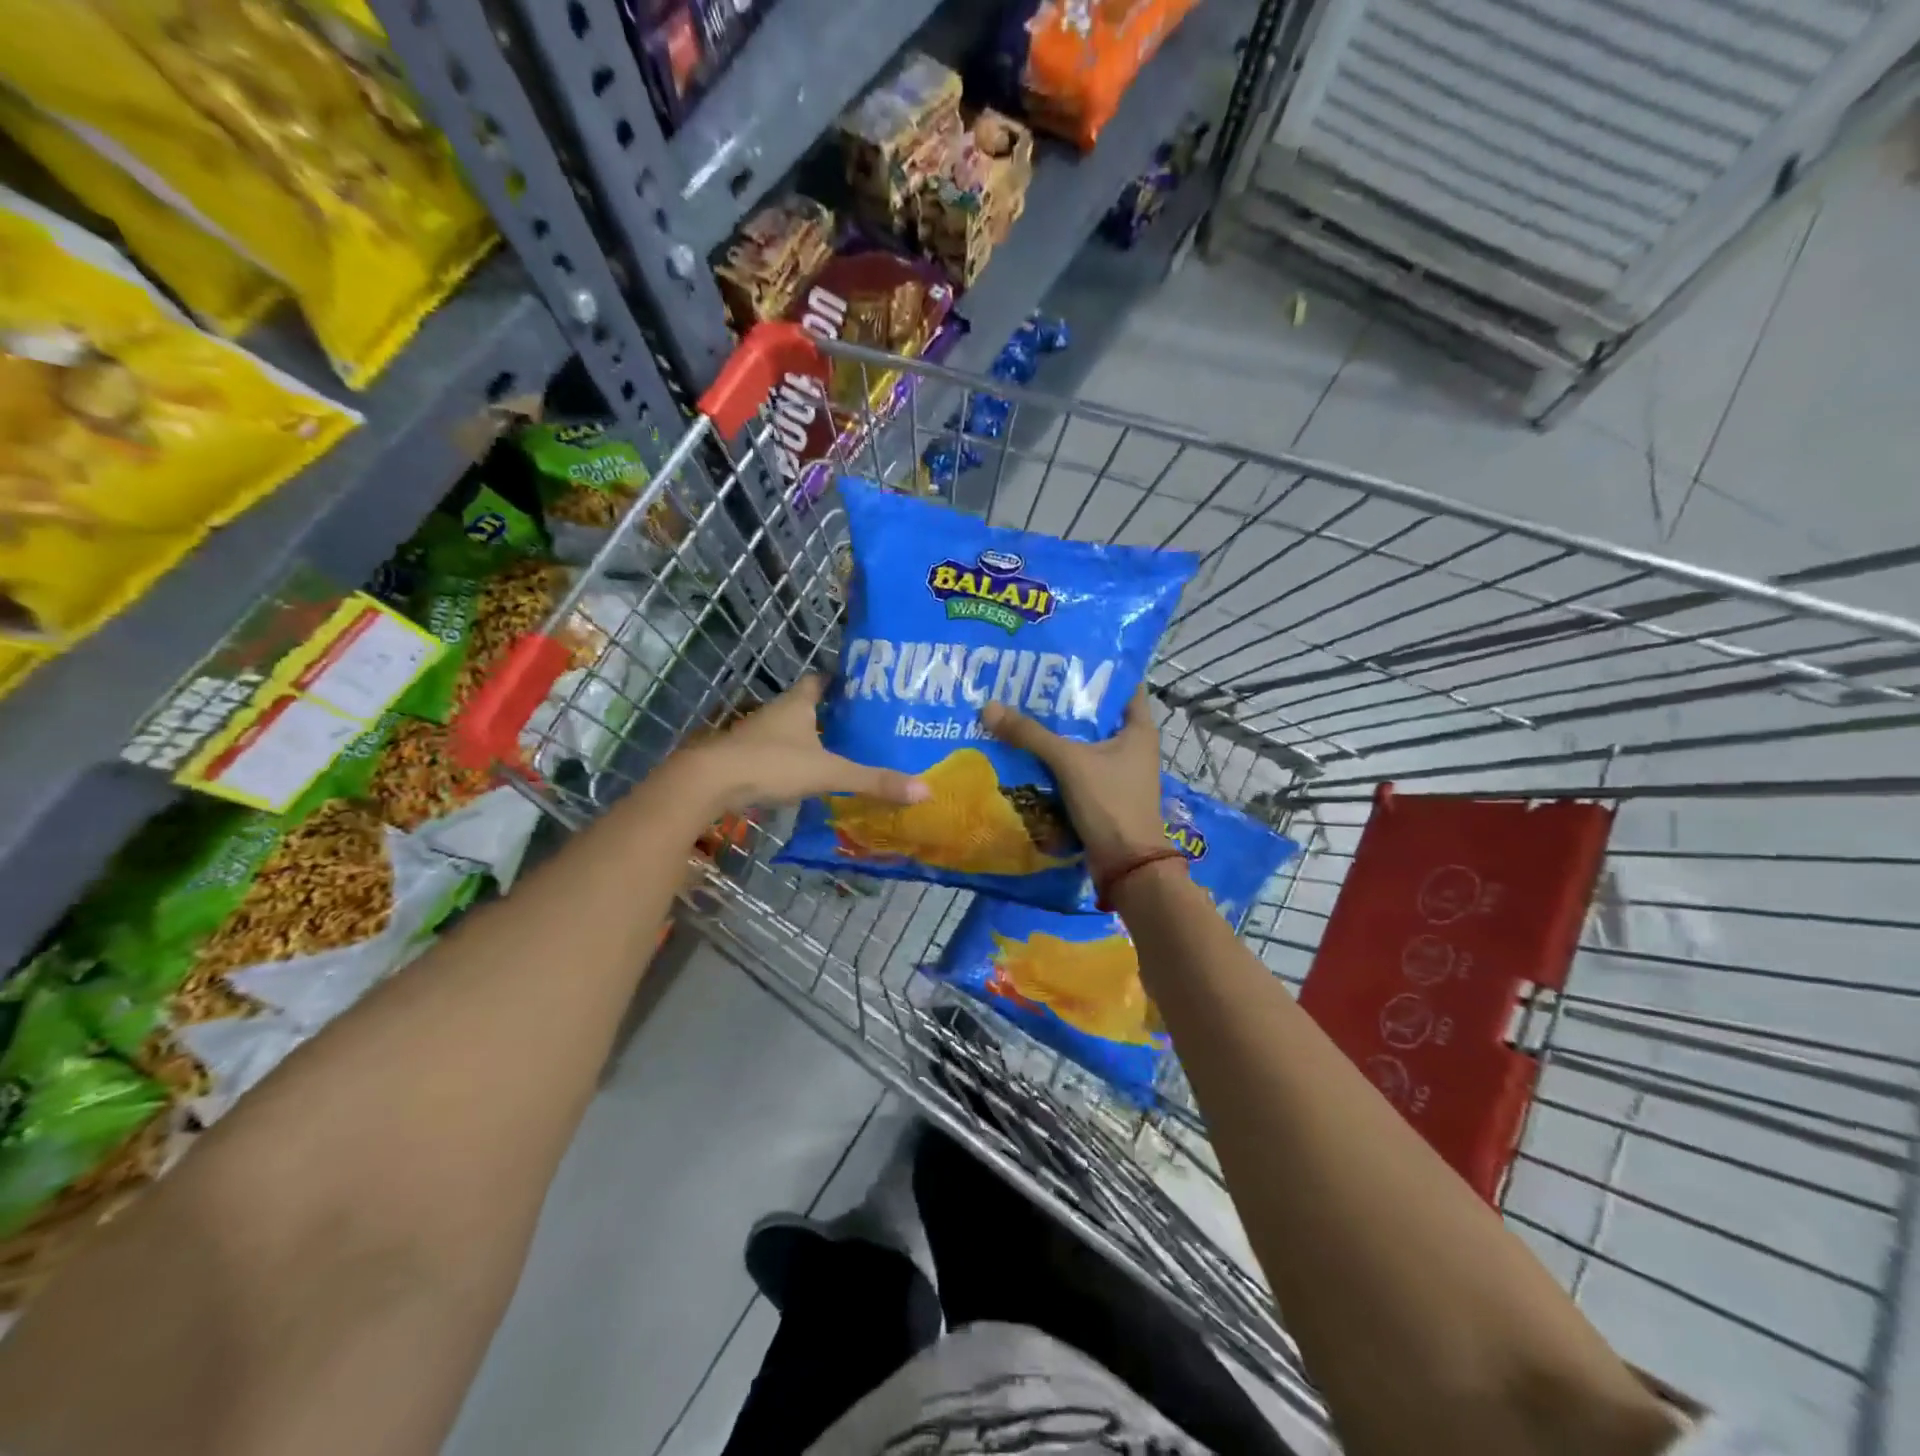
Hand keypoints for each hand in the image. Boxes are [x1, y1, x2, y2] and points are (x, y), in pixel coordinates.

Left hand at [679, 675, 929, 813]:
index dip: (841, 681)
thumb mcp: (829, 772)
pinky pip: (777, 754)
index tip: (864, 687)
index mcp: (798, 703)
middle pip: (807, 705)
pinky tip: (809, 777)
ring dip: (811, 738)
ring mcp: (757, 735)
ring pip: (791, 731)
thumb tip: (924, 790)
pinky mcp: (745, 758)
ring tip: (843, 751)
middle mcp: (777, 713)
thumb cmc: (772, 764)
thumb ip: (873, 781)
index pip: (822, 680)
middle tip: (864, 724)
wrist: (710, 782)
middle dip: (831, 713)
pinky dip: (794, 761)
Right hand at [982, 686, 1163, 873]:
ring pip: (1081, 742)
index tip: (1060, 656)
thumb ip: (1030, 735)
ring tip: (1018, 710)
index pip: (1120, 684)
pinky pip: (1074, 767)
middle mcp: (1132, 745)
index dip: (1094, 668)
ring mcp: (1117, 771)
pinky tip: (1024, 750)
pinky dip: (1053, 759)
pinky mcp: (1102, 792)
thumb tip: (989, 707)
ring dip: (1055, 732)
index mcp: (1138, 728)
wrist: (1125, 865)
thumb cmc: (1110, 803)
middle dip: (1063, 701)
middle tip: (1027, 683)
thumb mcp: (1069, 762)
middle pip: (1094, 714)